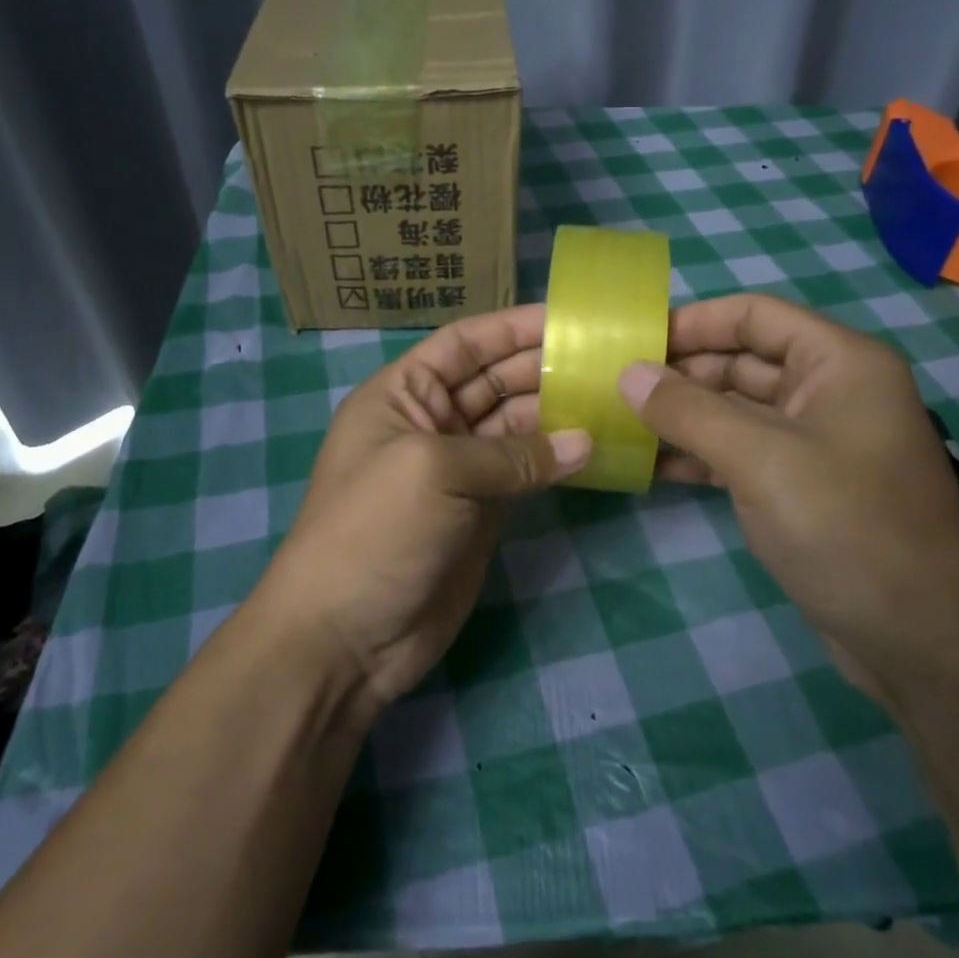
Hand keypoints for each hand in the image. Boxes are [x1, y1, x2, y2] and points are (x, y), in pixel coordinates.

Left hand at [254, 304, 589, 709]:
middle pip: (496, 381)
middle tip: (609, 358)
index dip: (512, 327)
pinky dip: (556, 462)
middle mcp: (431, 423)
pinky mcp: (482, 513)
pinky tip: (595, 449)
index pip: (464, 343)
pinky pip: (525, 473)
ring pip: (516, 427)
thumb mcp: (433, 471)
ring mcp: (459, 470)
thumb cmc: (374, 532)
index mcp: (403, 394)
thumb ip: (512, 454)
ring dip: (559, 413)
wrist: (344, 639)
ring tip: (614, 398)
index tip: (570, 318)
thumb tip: (586, 442)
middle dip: (545, 367)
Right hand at [618, 293, 958, 703]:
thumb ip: (689, 411)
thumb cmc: (847, 527)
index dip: (694, 322)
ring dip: (684, 415)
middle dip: (681, 372)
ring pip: (736, 410)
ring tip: (621, 421)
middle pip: (742, 360)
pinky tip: (652, 465)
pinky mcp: (800, 488)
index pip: (755, 316)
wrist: (922, 641)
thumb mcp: (761, 459)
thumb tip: (628, 373)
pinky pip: (741, 454)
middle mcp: (829, 392)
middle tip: (615, 386)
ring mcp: (814, 442)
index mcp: (838, 362)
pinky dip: (700, 455)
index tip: (633, 341)